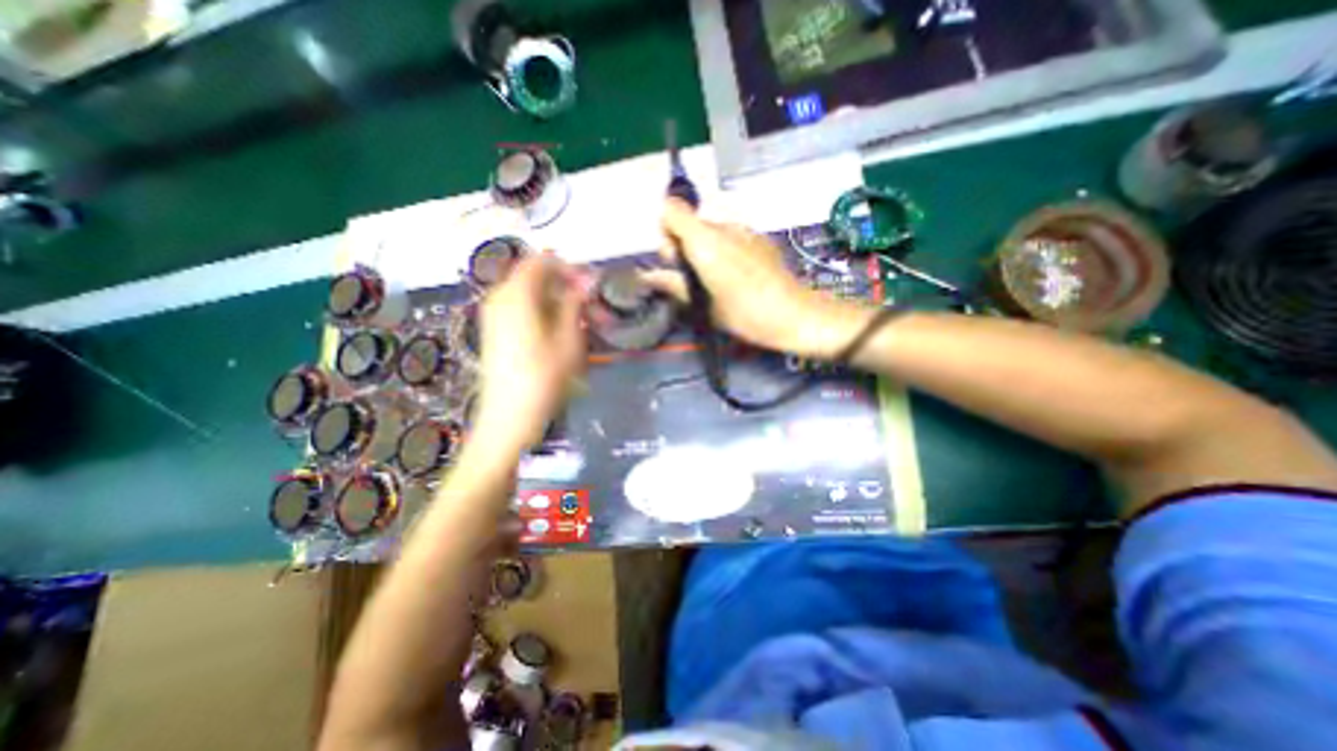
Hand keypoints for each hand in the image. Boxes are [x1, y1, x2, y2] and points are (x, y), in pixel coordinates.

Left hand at [472, 257, 583, 454]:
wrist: (509, 418)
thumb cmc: (543, 379)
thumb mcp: (569, 339)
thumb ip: (576, 303)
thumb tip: (587, 279)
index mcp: (516, 294)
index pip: (543, 260)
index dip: (570, 268)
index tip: (592, 286)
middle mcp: (500, 298)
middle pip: (537, 277)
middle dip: (567, 288)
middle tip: (593, 309)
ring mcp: (495, 315)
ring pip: (532, 295)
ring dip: (560, 303)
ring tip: (583, 325)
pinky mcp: (497, 331)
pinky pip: (524, 309)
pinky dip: (546, 314)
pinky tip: (562, 335)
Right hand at [643, 195, 872, 361]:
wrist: (794, 314)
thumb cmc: (744, 314)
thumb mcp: (703, 305)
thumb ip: (673, 284)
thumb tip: (647, 276)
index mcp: (704, 240)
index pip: (670, 209)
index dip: (665, 232)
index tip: (674, 261)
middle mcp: (723, 226)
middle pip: (689, 221)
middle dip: (683, 245)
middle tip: (694, 278)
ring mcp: (744, 230)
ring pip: (709, 230)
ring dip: (703, 249)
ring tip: (716, 280)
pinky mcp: (759, 238)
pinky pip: (730, 236)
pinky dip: (724, 250)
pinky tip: (737, 275)